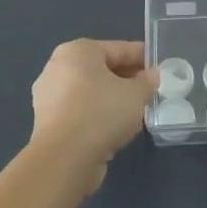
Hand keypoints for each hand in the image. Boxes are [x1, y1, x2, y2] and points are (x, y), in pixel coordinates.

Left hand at [29, 39, 158, 189]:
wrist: (64, 158)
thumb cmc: (101, 112)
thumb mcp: (136, 94)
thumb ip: (147, 81)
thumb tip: (152, 75)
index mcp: (77, 51)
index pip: (117, 49)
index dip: (141, 56)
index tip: (158, 64)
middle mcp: (58, 68)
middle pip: (101, 70)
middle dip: (126, 78)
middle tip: (149, 88)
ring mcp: (49, 97)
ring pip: (91, 92)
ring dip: (113, 99)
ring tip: (137, 109)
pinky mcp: (47, 123)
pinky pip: (81, 111)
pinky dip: (98, 115)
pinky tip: (117, 126)